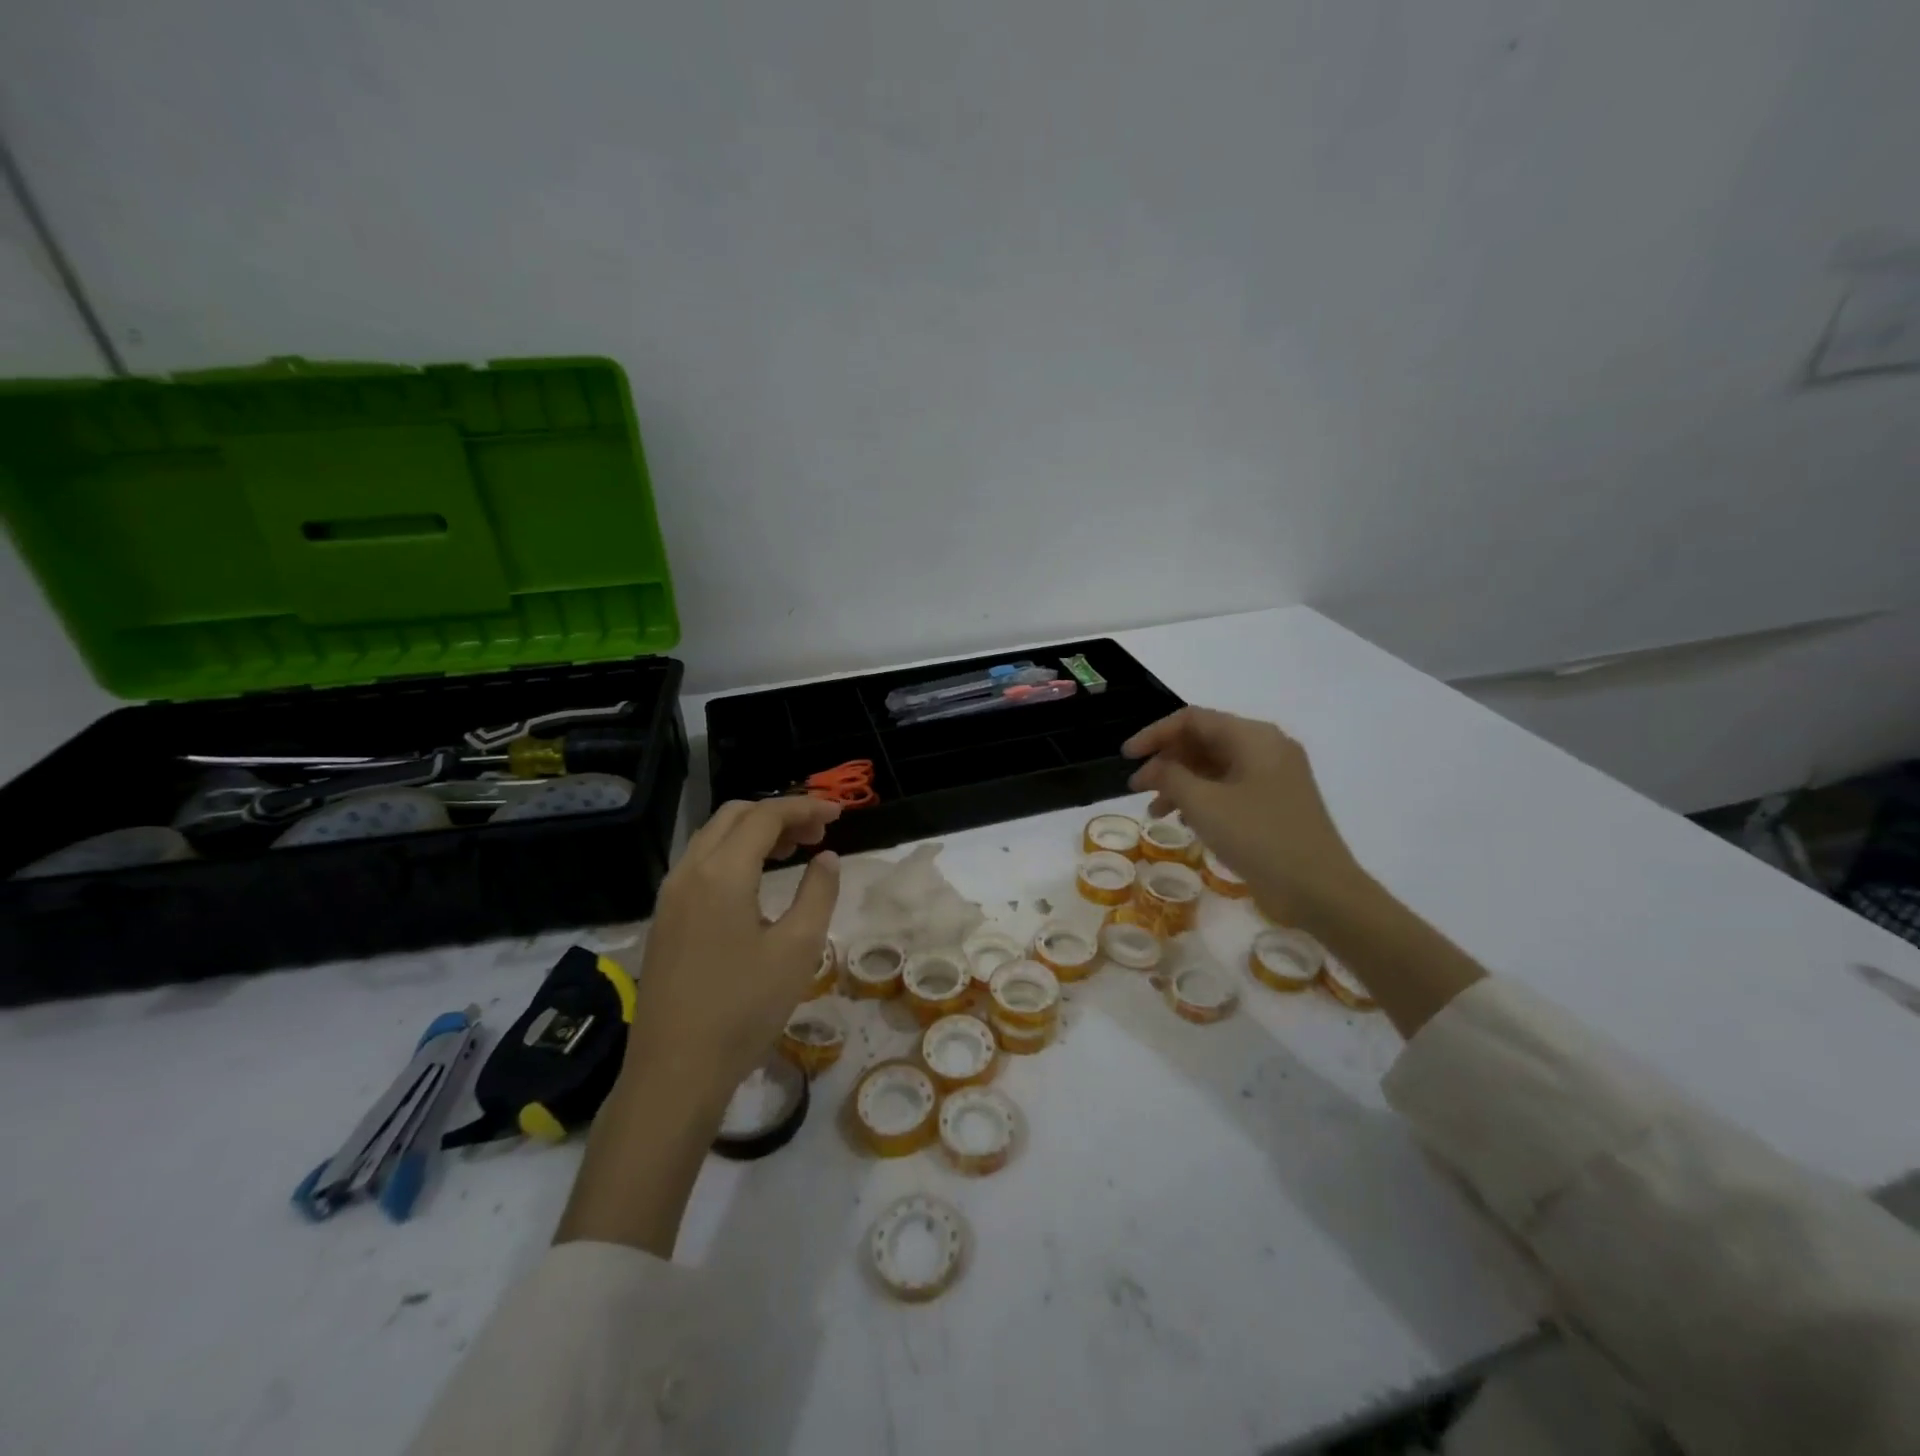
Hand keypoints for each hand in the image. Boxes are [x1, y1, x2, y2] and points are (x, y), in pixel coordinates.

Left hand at [625, 796, 843, 1102]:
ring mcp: (670, 895)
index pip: (765, 816)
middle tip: (816, 834)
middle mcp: (689, 871)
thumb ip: (818, 893)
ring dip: (753, 832)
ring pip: (713, 837)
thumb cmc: (744, 1008)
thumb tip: (826, 858)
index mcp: (722, 873)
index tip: (838, 814)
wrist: (675, 1071)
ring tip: (791, 852)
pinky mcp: (664, 919)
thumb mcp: (798, 949)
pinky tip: (755, 883)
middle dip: (778, 814)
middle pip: (734, 816)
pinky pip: (699, 863)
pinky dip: (732, 854)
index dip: (804, 808)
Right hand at [1124, 707, 1362, 925]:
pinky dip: (1202, 798)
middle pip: (1204, 740)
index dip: (1154, 734)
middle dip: (1166, 761)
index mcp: (1253, 737)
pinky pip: (1229, 788)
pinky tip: (1184, 822)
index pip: (1193, 719)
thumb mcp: (1204, 804)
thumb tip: (1155, 767)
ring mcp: (1274, 777)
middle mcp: (1266, 748)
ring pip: (1215, 767)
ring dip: (1181, 783)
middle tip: (1137, 788)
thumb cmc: (1259, 837)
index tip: (1127, 757)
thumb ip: (1171, 776)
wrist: (1319, 890)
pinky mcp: (1275, 803)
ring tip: (1156, 811)